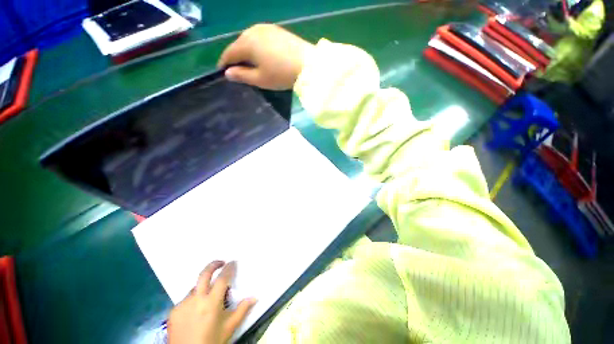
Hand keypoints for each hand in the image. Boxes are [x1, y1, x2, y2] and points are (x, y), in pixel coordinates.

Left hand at [168, 261, 256, 343]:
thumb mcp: (229, 327)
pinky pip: (186, 299)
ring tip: (208, 298)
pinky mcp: (173, 311)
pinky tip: (196, 310)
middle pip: (204, 274)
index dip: (228, 268)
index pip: (222, 278)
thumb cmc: (212, 341)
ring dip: (203, 287)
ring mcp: (182, 305)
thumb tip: (255, 297)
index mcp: (211, 303)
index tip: (233, 262)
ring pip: (195, 288)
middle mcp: (195, 300)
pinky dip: (193, 300)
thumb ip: (242, 310)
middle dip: (213, 265)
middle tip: (221, 262)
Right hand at [218, 24, 314, 89]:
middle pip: (238, 44)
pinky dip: (257, 46)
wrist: (307, 64)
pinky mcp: (276, 29)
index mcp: (246, 43)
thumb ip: (242, 75)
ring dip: (246, 51)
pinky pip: (260, 37)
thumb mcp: (260, 79)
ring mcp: (265, 28)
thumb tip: (227, 73)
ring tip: (249, 63)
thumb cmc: (281, 75)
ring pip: (249, 39)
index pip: (229, 53)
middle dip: (236, 57)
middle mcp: (252, 30)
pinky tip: (262, 55)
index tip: (223, 73)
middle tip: (237, 70)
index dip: (224, 64)